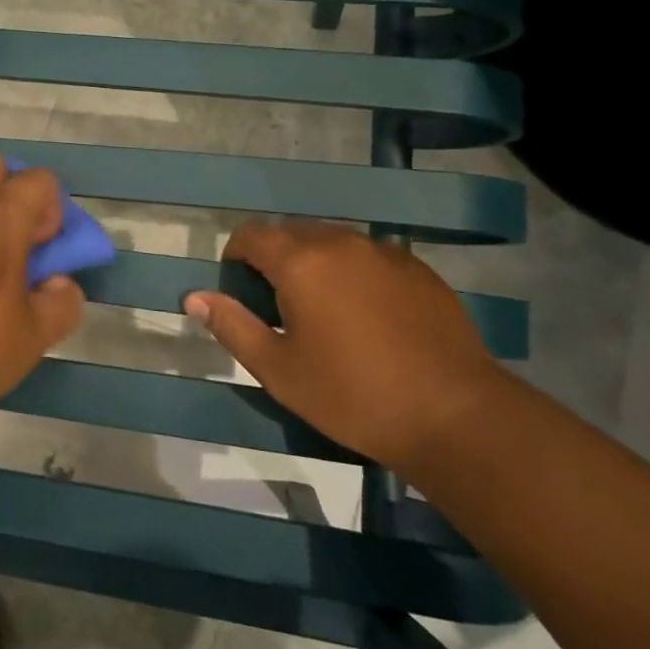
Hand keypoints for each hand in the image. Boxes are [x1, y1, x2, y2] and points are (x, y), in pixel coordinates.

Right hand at [184, 221, 505, 470]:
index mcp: (300, 261)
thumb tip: (194, 297)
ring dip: (315, 263)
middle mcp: (340, 242)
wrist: (455, 415)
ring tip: (324, 312)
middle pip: (292, 233)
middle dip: (275, 259)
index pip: (251, 234)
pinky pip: (369, 256)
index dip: (236, 257)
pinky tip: (368, 317)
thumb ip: (232, 326)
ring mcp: (385, 252)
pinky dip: (354, 273)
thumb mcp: (279, 370)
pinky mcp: (419, 269)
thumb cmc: (353, 395)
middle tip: (279, 308)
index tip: (240, 292)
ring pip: (332, 242)